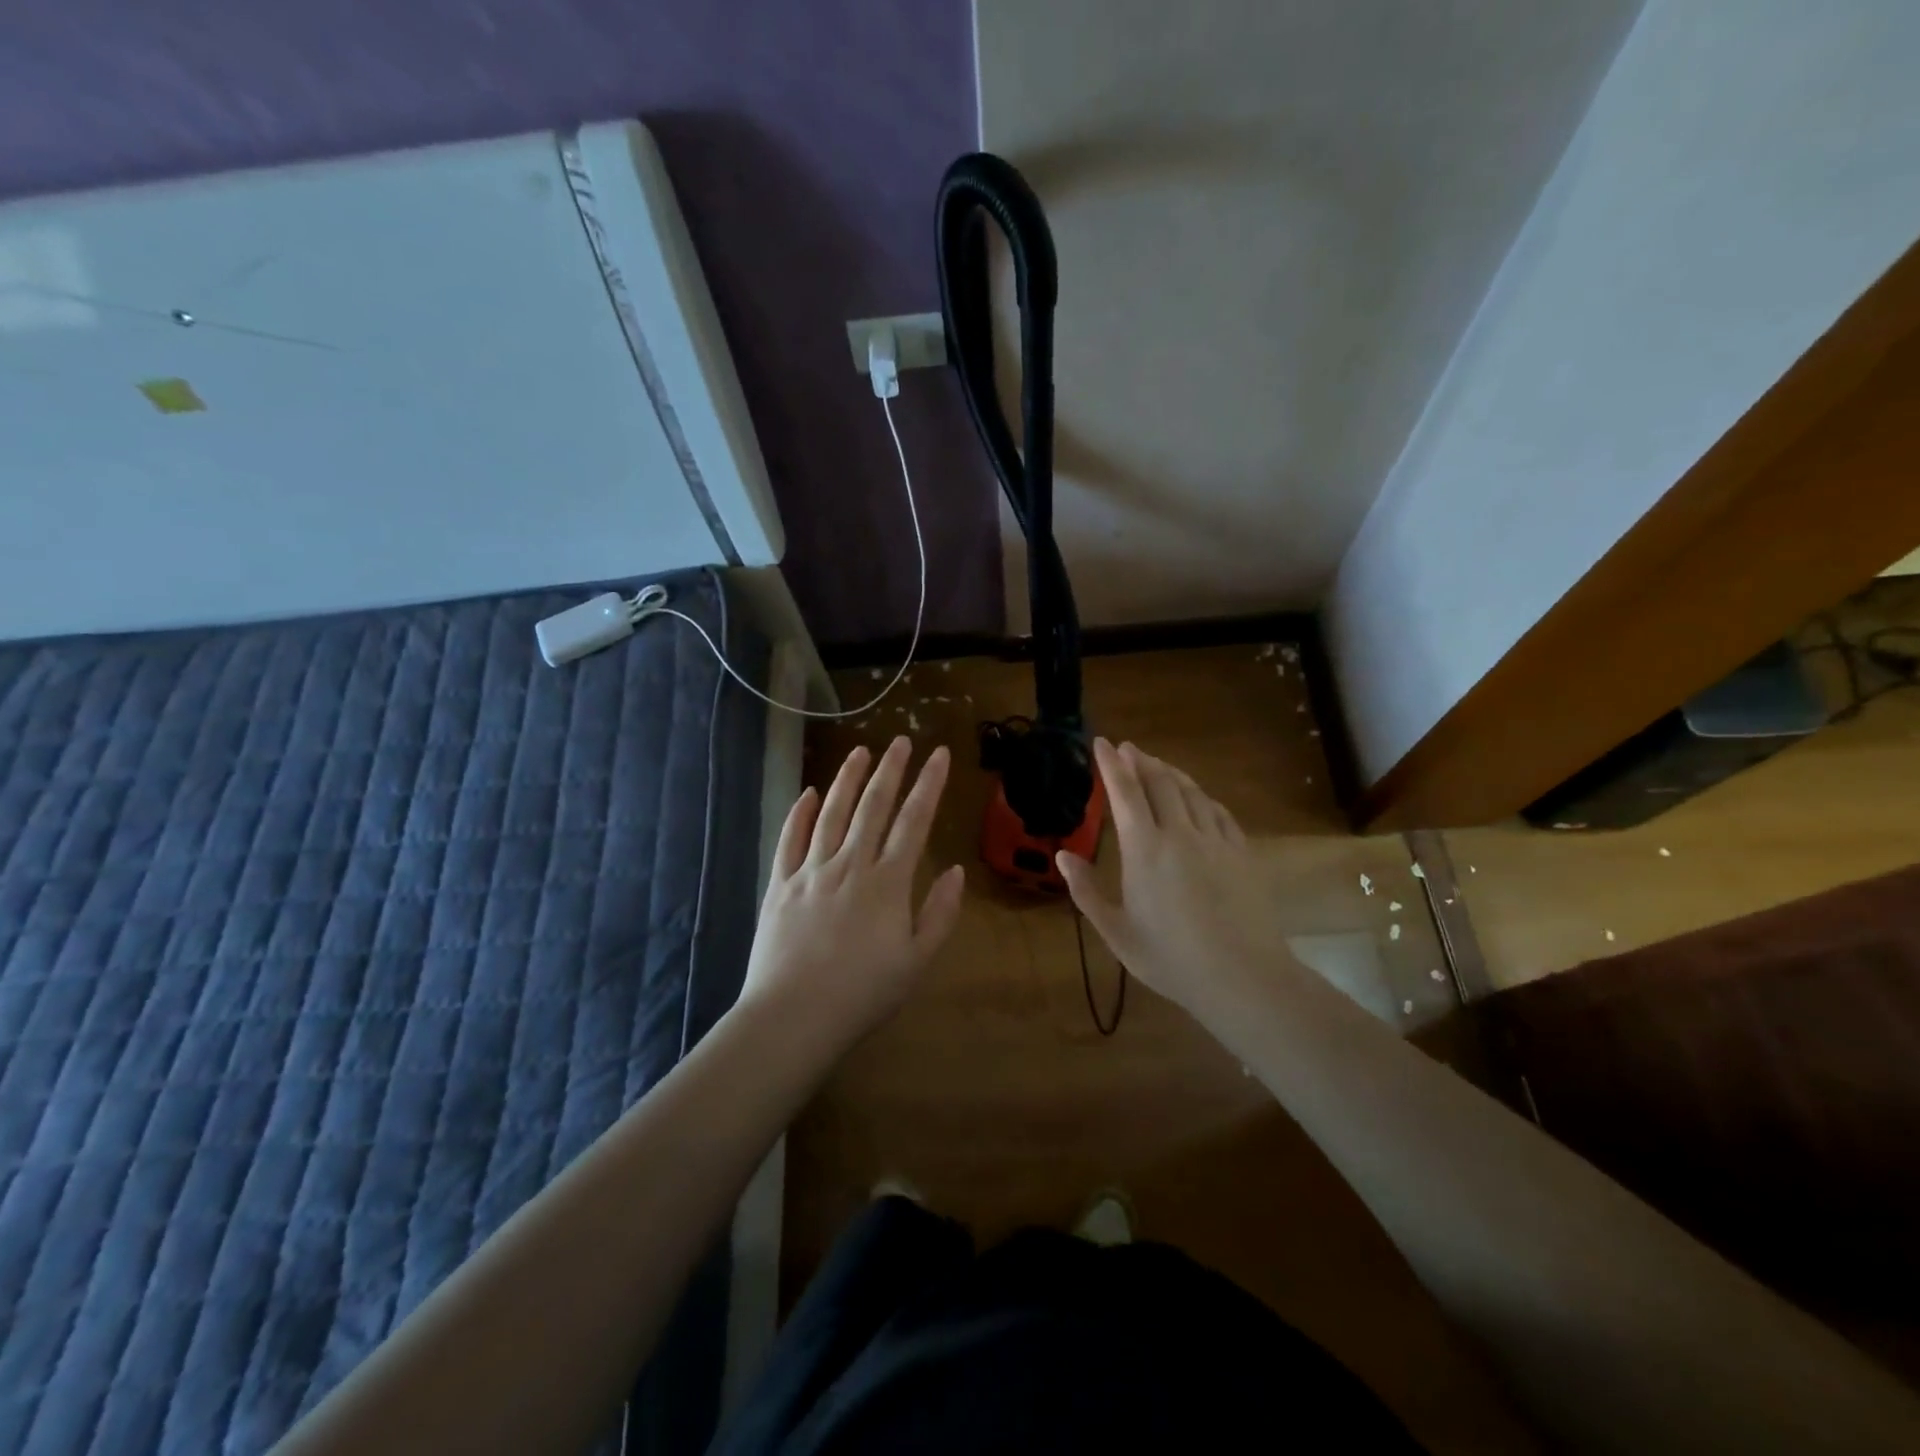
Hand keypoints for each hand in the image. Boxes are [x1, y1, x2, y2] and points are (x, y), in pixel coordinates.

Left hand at [739, 738, 964, 1054]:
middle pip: (873, 806)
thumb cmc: (863, 994)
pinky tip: (808, 793)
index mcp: (887, 882)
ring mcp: (811, 871)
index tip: (938, 755)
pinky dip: (800, 813)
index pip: (914, 821)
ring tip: (860, 752)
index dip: (928, 785)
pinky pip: (790, 839)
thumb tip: (957, 870)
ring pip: (831, 813)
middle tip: (901, 740)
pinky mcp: (780, 885)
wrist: (794, 1016)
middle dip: (890, 770)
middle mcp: (850, 864)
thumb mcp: (917, 962)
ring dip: (847, 779)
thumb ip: (940, 914)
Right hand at [1057, 739, 1291, 1018]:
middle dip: (1140, 761)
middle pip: (1160, 782)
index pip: (1124, 792)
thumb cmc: (1171, 959)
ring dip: (1170, 772)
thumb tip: (1062, 856)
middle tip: (1127, 749)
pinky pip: (1218, 811)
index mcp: (1144, 850)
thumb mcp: (1117, 932)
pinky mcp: (1241, 852)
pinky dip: (1200, 796)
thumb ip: (1087, 891)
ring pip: (1191, 791)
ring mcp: (1215, 840)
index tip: (1101, 743)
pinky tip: (1197, 798)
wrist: (1243, 977)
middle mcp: (1180, 834)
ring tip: (1156, 765)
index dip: (1111, 764)